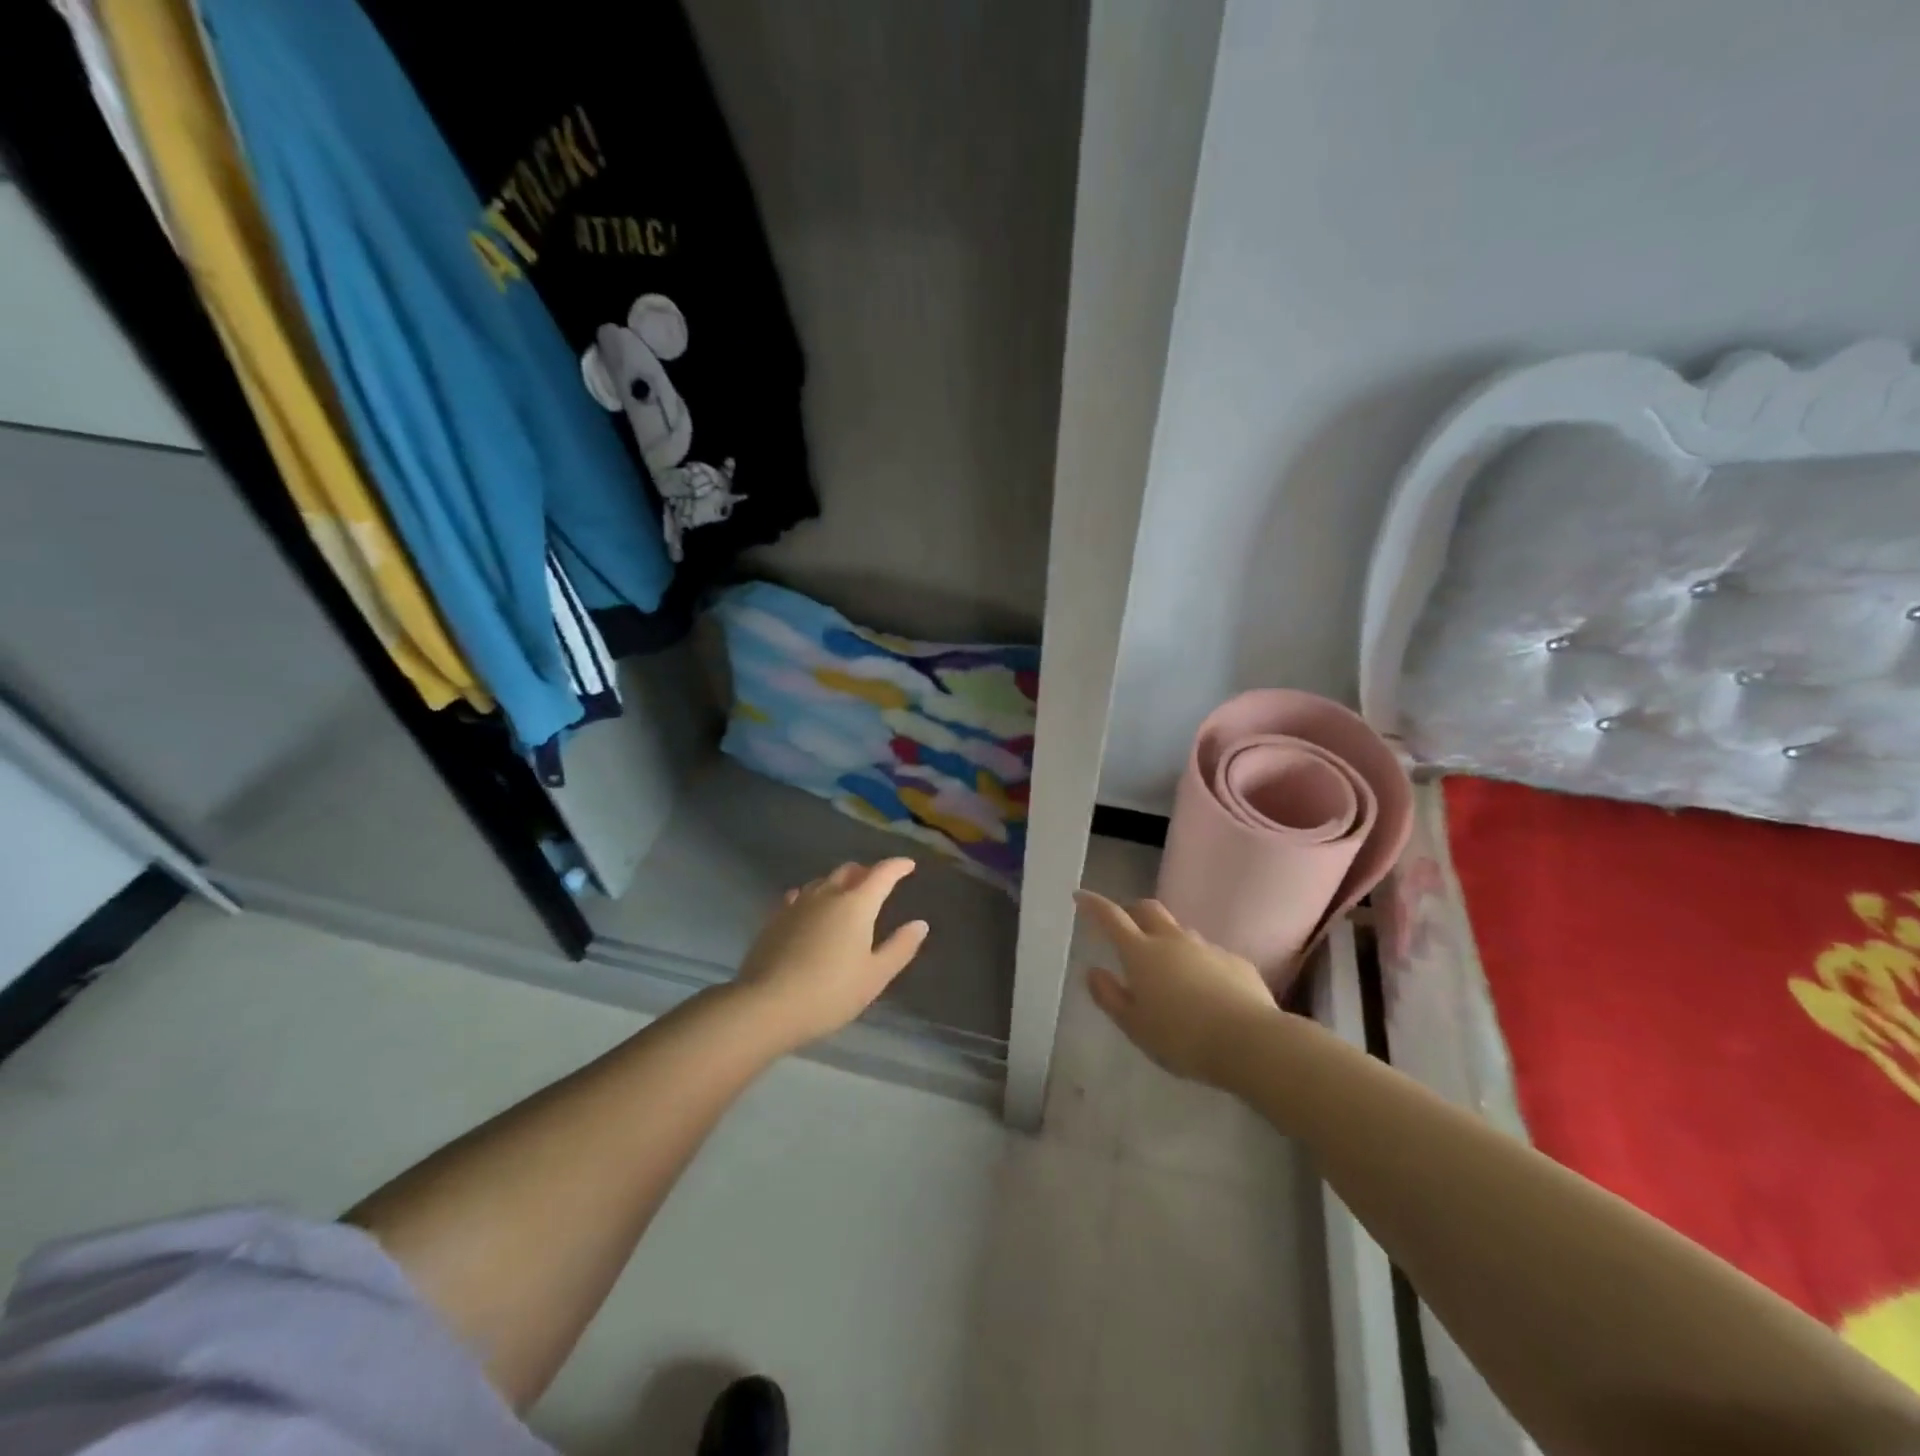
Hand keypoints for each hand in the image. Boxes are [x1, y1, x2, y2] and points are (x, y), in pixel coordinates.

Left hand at [734, 859, 928, 1049]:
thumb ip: (900, 947)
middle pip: (850, 871)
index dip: (897, 866)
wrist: (767, 1005)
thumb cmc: (831, 992)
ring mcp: (798, 904)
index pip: (882, 874)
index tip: (908, 865)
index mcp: (857, 904)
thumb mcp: (875, 976)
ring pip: (823, 881)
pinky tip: (810, 907)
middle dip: (867, 872)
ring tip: (846, 894)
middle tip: (877, 882)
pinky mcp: (775, 918)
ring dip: (839, 882)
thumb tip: (920, 924)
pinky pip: (799, 896)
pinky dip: (813, 896)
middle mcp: (827, 895)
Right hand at [1075, 891, 1281, 1086]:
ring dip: (1166, 939)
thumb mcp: (1134, 1026)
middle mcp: (1173, 941)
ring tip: (1165, 967)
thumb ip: (1110, 997)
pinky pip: (1209, 954)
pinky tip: (1204, 990)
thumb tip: (1093, 971)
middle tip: (1124, 925)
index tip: (1080, 895)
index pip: (1111, 917)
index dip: (1093, 904)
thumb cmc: (1182, 1038)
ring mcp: (1207, 948)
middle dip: (1131, 910)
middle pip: (1148, 910)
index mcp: (1142, 953)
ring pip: (1180, 931)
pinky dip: (1197, 962)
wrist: (1251, 1042)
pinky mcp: (1236, 962)